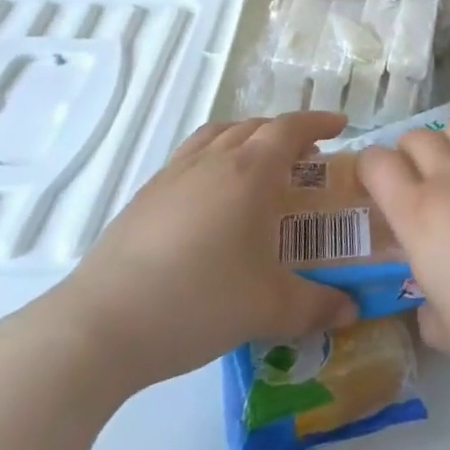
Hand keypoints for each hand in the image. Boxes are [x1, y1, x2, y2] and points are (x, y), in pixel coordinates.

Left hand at [34, 112, 358, 395]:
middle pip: (255, 126)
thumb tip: (351, 310)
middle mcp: (212, 160)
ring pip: (218, 135)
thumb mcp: (267, 309)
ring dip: (246, 137)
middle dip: (286, 132)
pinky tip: (211, 198)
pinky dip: (213, 157)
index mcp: (248, 172)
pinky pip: (190, 156)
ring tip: (259, 164)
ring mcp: (172, 175)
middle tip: (306, 158)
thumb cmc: (196, 302)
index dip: (318, 122)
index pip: (290, 129)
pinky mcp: (144, 197)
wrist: (98, 327)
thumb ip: (316, 306)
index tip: (340, 125)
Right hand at [357, 115, 449, 390]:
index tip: (378, 182)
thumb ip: (427, 305)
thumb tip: (431, 297)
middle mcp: (448, 176)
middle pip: (416, 137)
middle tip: (423, 176)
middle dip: (411, 152)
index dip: (371, 167)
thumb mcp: (445, 330)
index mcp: (417, 215)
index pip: (376, 164)